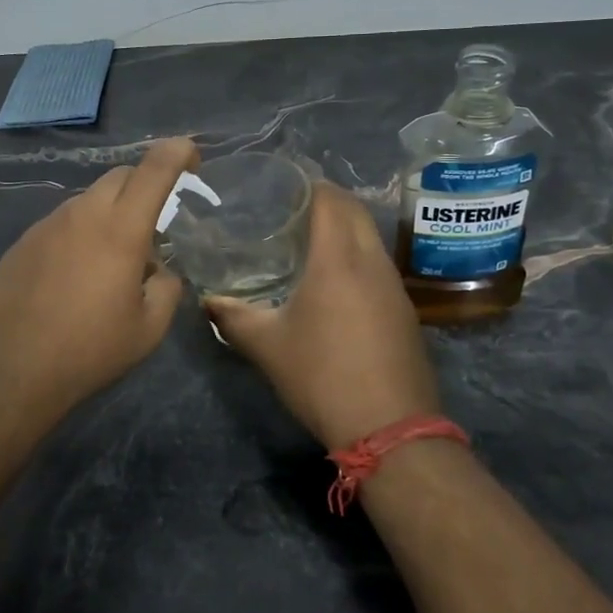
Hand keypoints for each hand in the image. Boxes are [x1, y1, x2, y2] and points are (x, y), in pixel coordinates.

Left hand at [0, 137, 198, 420]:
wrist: (6, 372)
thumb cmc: (87, 351)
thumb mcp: (147, 330)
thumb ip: (167, 289)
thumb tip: (159, 273)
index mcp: (121, 229)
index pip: (155, 168)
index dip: (178, 152)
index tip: (192, 159)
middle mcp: (82, 214)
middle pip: (120, 176)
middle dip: (145, 186)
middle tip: (155, 223)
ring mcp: (46, 225)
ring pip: (89, 200)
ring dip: (111, 214)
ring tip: (113, 262)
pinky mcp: (22, 243)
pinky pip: (62, 224)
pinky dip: (81, 234)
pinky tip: (75, 278)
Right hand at [206, 183, 440, 448]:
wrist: (391, 428)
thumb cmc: (323, 376)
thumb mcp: (267, 346)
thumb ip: (233, 317)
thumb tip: (207, 301)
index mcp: (338, 258)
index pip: (329, 198)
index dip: (307, 184)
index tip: (281, 186)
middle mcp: (372, 261)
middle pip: (354, 210)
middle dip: (326, 200)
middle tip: (290, 209)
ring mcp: (394, 285)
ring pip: (370, 237)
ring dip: (344, 228)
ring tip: (308, 240)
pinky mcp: (405, 309)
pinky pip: (378, 264)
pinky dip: (356, 256)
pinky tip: (334, 281)